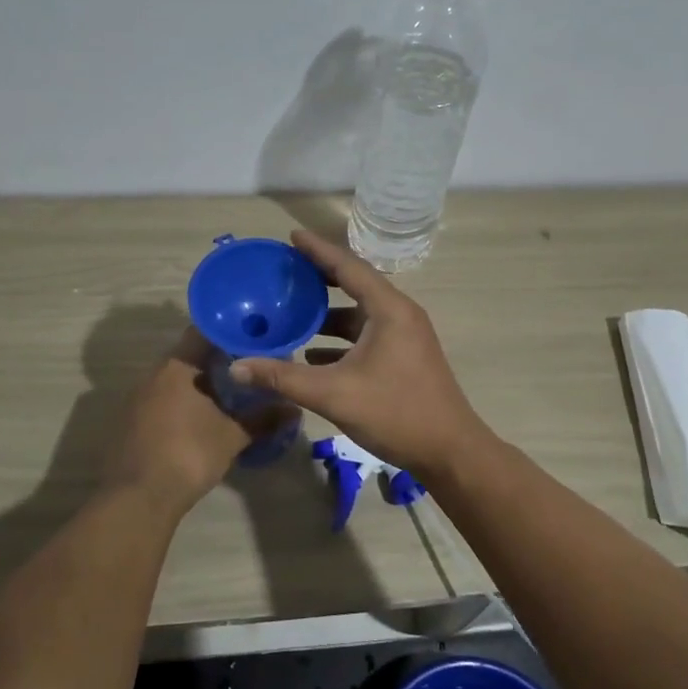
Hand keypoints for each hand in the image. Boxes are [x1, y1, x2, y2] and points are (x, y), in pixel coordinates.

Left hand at [107, 328, 294, 514]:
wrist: (138, 499)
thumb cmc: (188, 454)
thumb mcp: (232, 436)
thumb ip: (262, 418)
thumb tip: (293, 409)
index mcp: (176, 367)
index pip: (203, 332)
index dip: (229, 332)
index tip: (252, 339)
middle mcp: (153, 375)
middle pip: (189, 356)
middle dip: (218, 361)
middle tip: (248, 369)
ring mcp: (138, 399)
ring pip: (175, 380)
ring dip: (200, 385)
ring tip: (230, 395)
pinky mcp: (131, 422)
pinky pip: (163, 401)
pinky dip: (184, 404)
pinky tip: (202, 419)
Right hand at [228, 231, 491, 482]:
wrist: (450, 451)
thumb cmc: (396, 413)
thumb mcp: (334, 394)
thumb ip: (284, 378)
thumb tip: (237, 366)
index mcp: (388, 309)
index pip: (348, 267)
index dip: (318, 250)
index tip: (291, 236)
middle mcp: (399, 314)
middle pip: (354, 284)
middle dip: (319, 277)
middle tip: (285, 270)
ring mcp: (404, 336)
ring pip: (359, 314)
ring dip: (327, 312)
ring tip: (291, 310)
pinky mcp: (402, 357)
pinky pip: (365, 336)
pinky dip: (339, 339)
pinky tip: (311, 353)